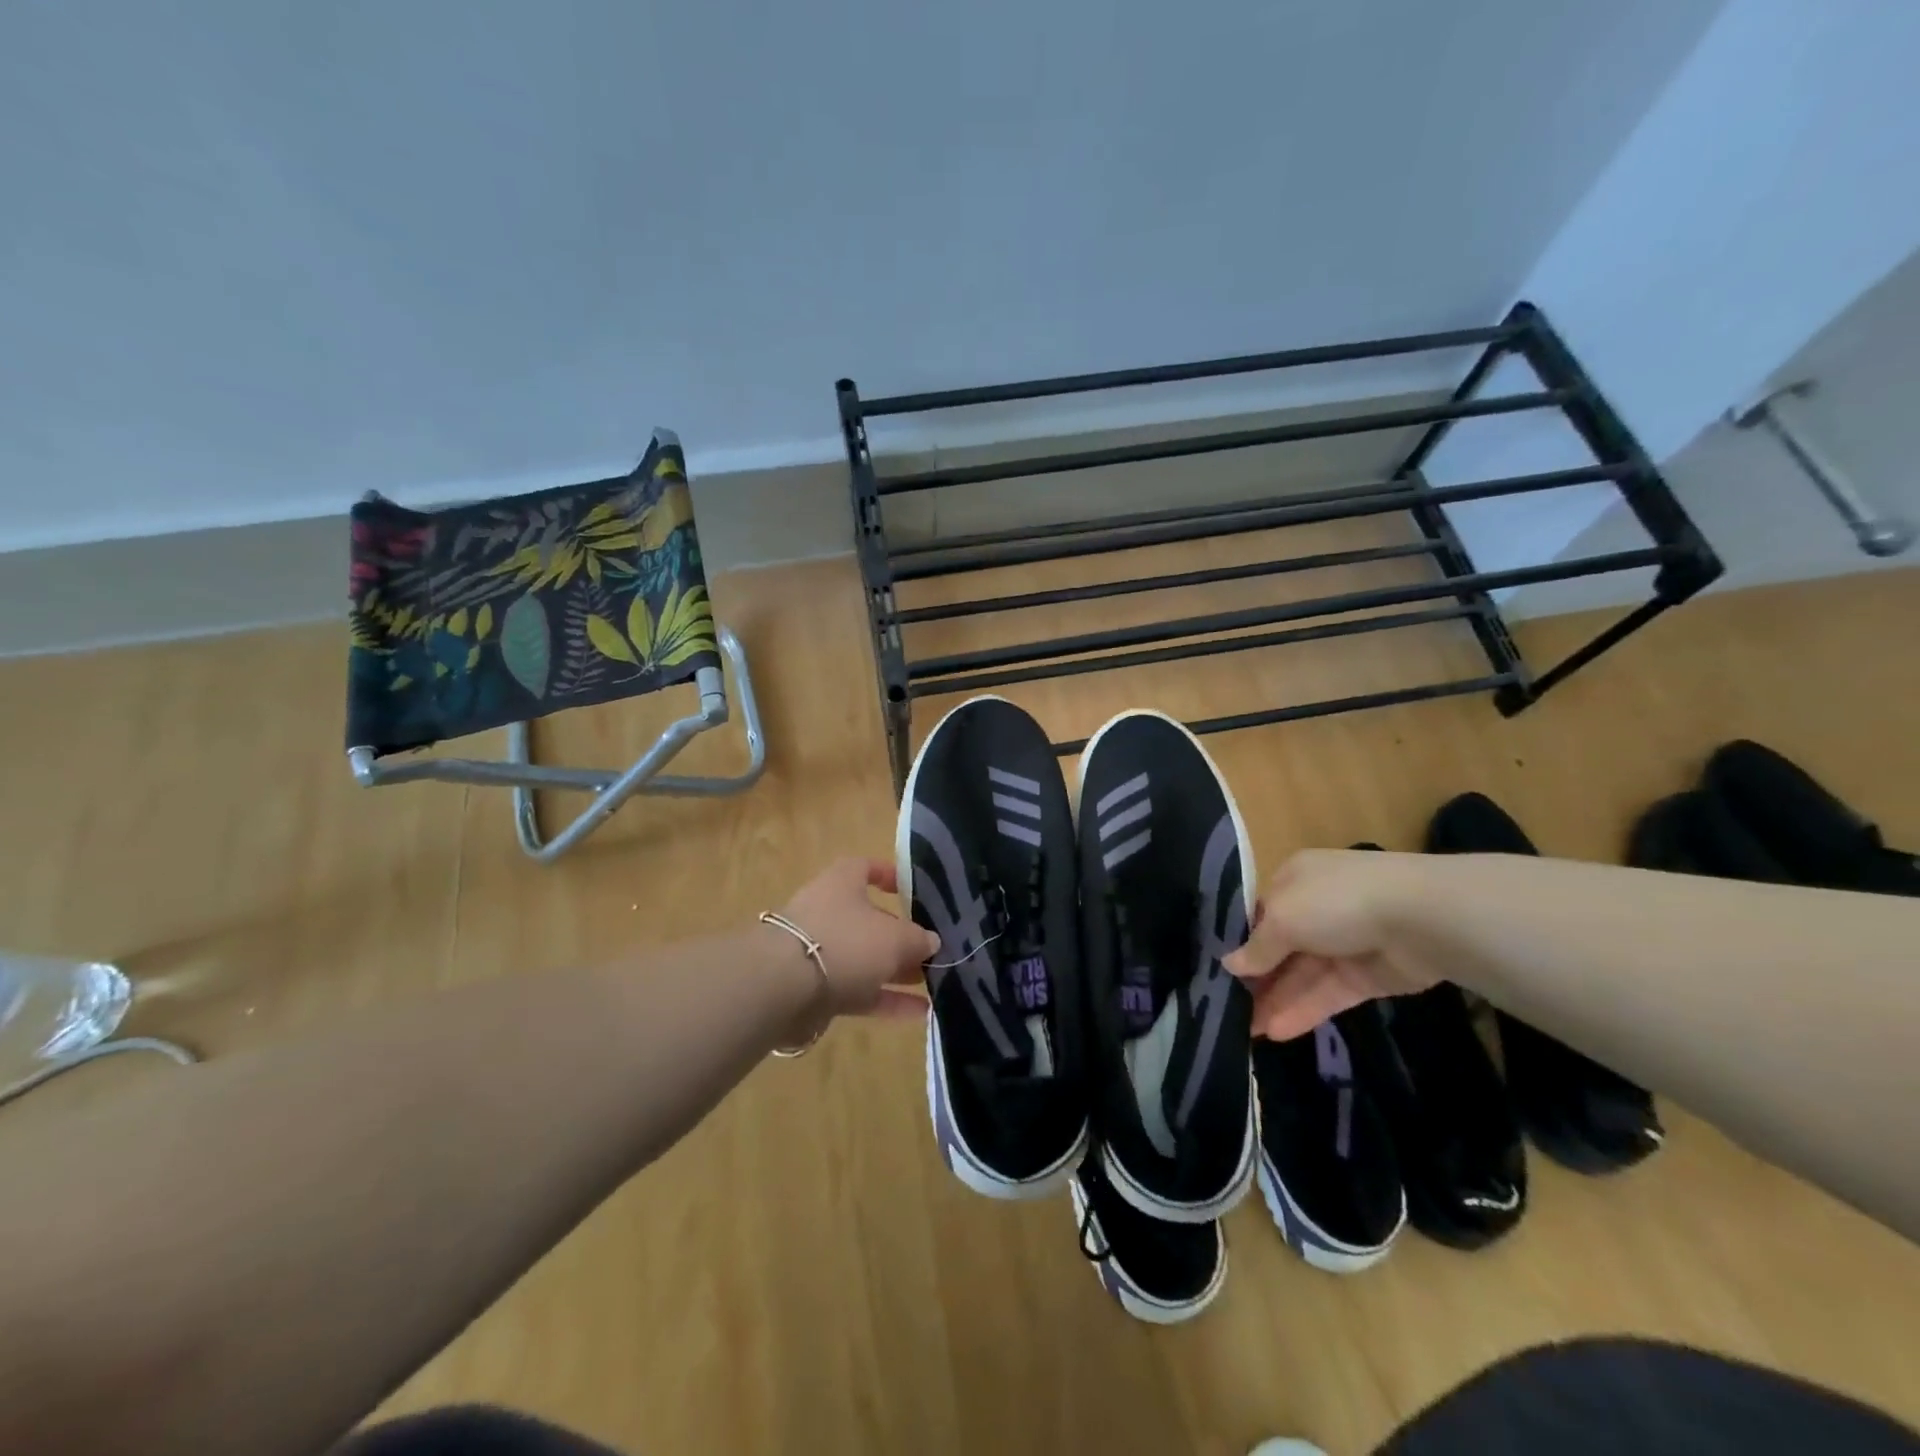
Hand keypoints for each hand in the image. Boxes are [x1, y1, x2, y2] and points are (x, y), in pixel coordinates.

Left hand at [779, 857, 938, 1018]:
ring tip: (935, 985)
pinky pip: (858, 990)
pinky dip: (886, 1000)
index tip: (912, 891)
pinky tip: (920, 1014)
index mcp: (843, 882)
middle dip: (902, 936)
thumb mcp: (895, 937)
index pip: (867, 868)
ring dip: (897, 972)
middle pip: (870, 919)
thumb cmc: (845, 941)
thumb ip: (918, 939)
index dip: (889, 876)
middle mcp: (829, 911)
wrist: (782, 987)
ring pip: (865, 958)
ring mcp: (819, 951)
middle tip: (934, 951)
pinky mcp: (815, 989)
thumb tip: (931, 941)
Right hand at [1224, 849, 1438, 1039]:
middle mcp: (1317, 908)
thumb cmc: (1336, 901)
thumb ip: (1257, 947)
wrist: (1420, 918)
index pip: (1260, 913)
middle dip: (1258, 978)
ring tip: (1248, 1031)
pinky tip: (1277, 1032)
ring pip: (1303, 975)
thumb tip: (1230, 965)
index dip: (1241, 942)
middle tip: (1230, 1009)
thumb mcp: (1283, 918)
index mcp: (1294, 880)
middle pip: (1280, 947)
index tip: (1220, 971)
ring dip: (1277, 1000)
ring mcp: (1344, 943)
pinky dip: (1304, 1010)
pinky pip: (1328, 994)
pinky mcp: (1367, 976)